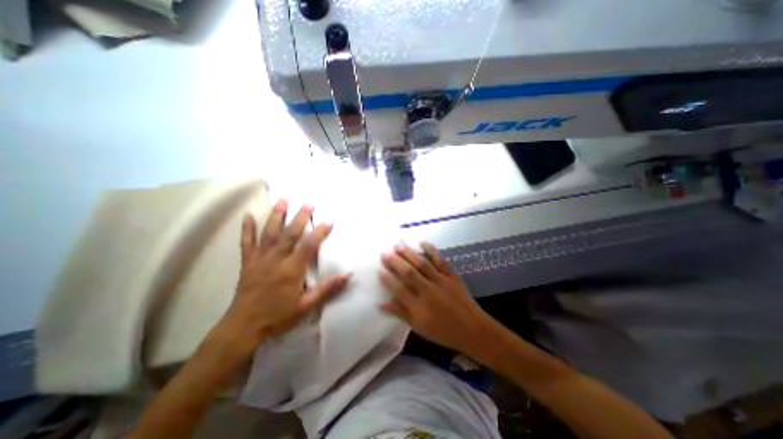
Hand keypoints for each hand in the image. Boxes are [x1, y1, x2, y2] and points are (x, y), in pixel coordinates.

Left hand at [212, 198, 350, 355]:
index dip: (319, 232)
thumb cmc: (278, 316)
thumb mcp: (306, 306)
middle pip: (289, 234)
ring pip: (269, 233)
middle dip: (300, 217)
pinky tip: (248, 215)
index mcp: (291, 270)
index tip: (328, 220)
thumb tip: (347, 275)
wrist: (243, 328)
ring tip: (283, 199)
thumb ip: (327, 289)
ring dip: (276, 215)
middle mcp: (276, 260)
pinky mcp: (248, 263)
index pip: (308, 246)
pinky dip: (247, 228)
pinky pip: (247, 242)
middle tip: (309, 203)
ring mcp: (260, 259)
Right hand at [378, 242, 486, 355]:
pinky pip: (440, 260)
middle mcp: (428, 291)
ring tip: (398, 245)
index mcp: (419, 306)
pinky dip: (431, 250)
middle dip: (395, 261)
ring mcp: (440, 281)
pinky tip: (423, 242)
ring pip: (422, 264)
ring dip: (409, 253)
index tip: (379, 269)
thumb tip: (382, 303)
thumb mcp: (419, 327)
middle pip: (408, 273)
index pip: (399, 289)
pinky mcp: (451, 275)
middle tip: (385, 252)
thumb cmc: (443, 331)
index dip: (387, 279)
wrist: (472, 329)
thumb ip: (400, 313)